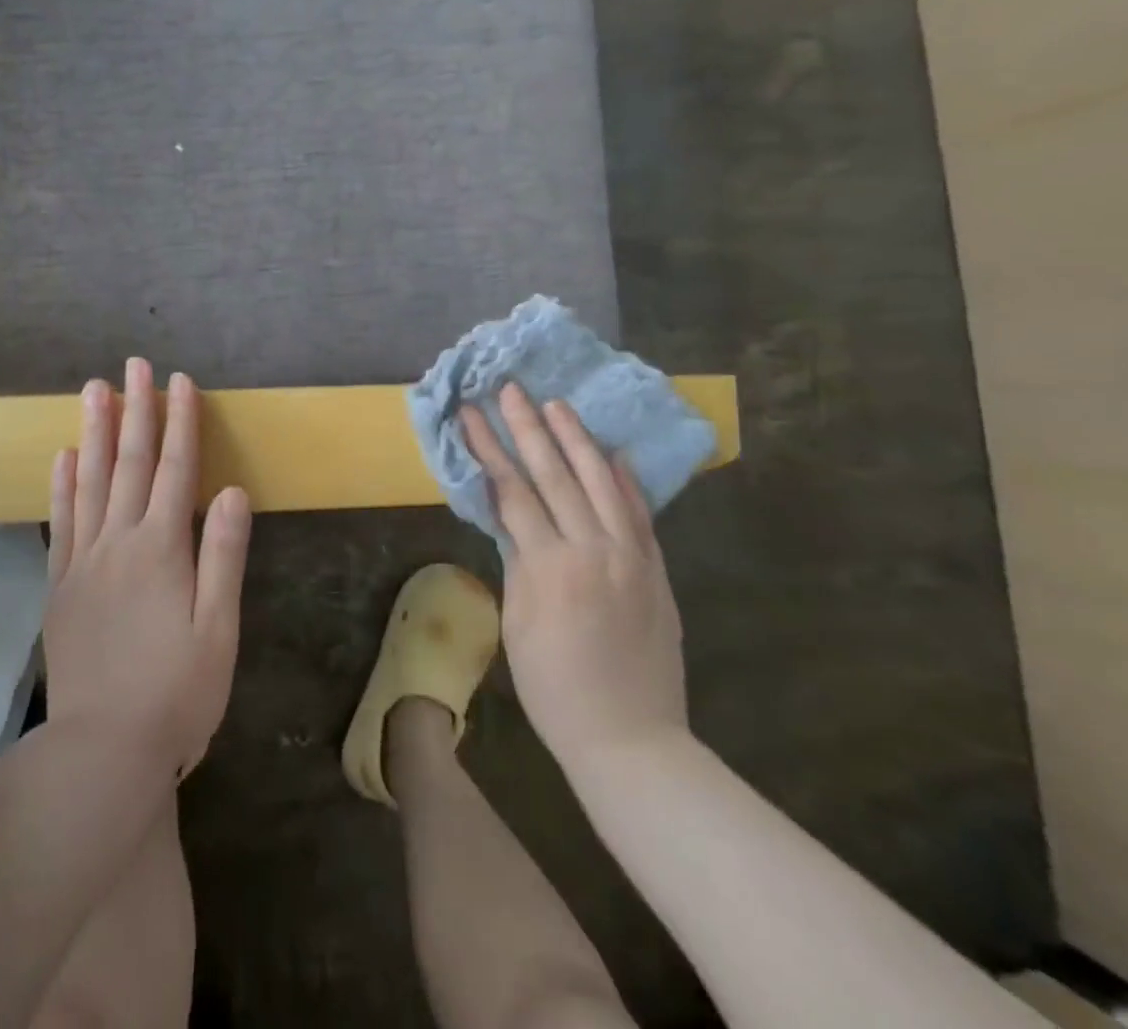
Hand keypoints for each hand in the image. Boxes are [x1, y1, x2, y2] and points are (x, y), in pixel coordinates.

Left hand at [44, 358, 251, 778]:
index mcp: (163, 550)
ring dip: (94, 432)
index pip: (175, 470)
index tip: (181, 381)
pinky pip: (60, 522)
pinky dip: (61, 484)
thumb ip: (224, 556)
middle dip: (136, 410)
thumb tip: (233, 491)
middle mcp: (119, 543)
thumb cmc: (177, 694)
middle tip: (134, 365)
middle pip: (129, 463)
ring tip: (93, 389)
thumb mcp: (219, 630)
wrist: (102, 752)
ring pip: (89, 481)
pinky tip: (61, 456)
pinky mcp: (61, 586)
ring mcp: (84, 562)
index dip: (180, 423)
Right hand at [463, 383, 688, 770]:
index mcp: (551, 566)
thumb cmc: (555, 688)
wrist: (631, 738)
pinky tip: (613, 451)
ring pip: (602, 481)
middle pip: (555, 474)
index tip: (472, 413)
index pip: (513, 491)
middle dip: (529, 427)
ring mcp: (632, 556)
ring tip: (557, 404)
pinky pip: (640, 512)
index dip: (489, 449)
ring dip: (576, 439)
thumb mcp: (518, 623)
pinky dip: (625, 478)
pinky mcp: (656, 568)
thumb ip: (518, 561)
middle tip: (512, 389)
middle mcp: (594, 549)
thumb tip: (510, 516)